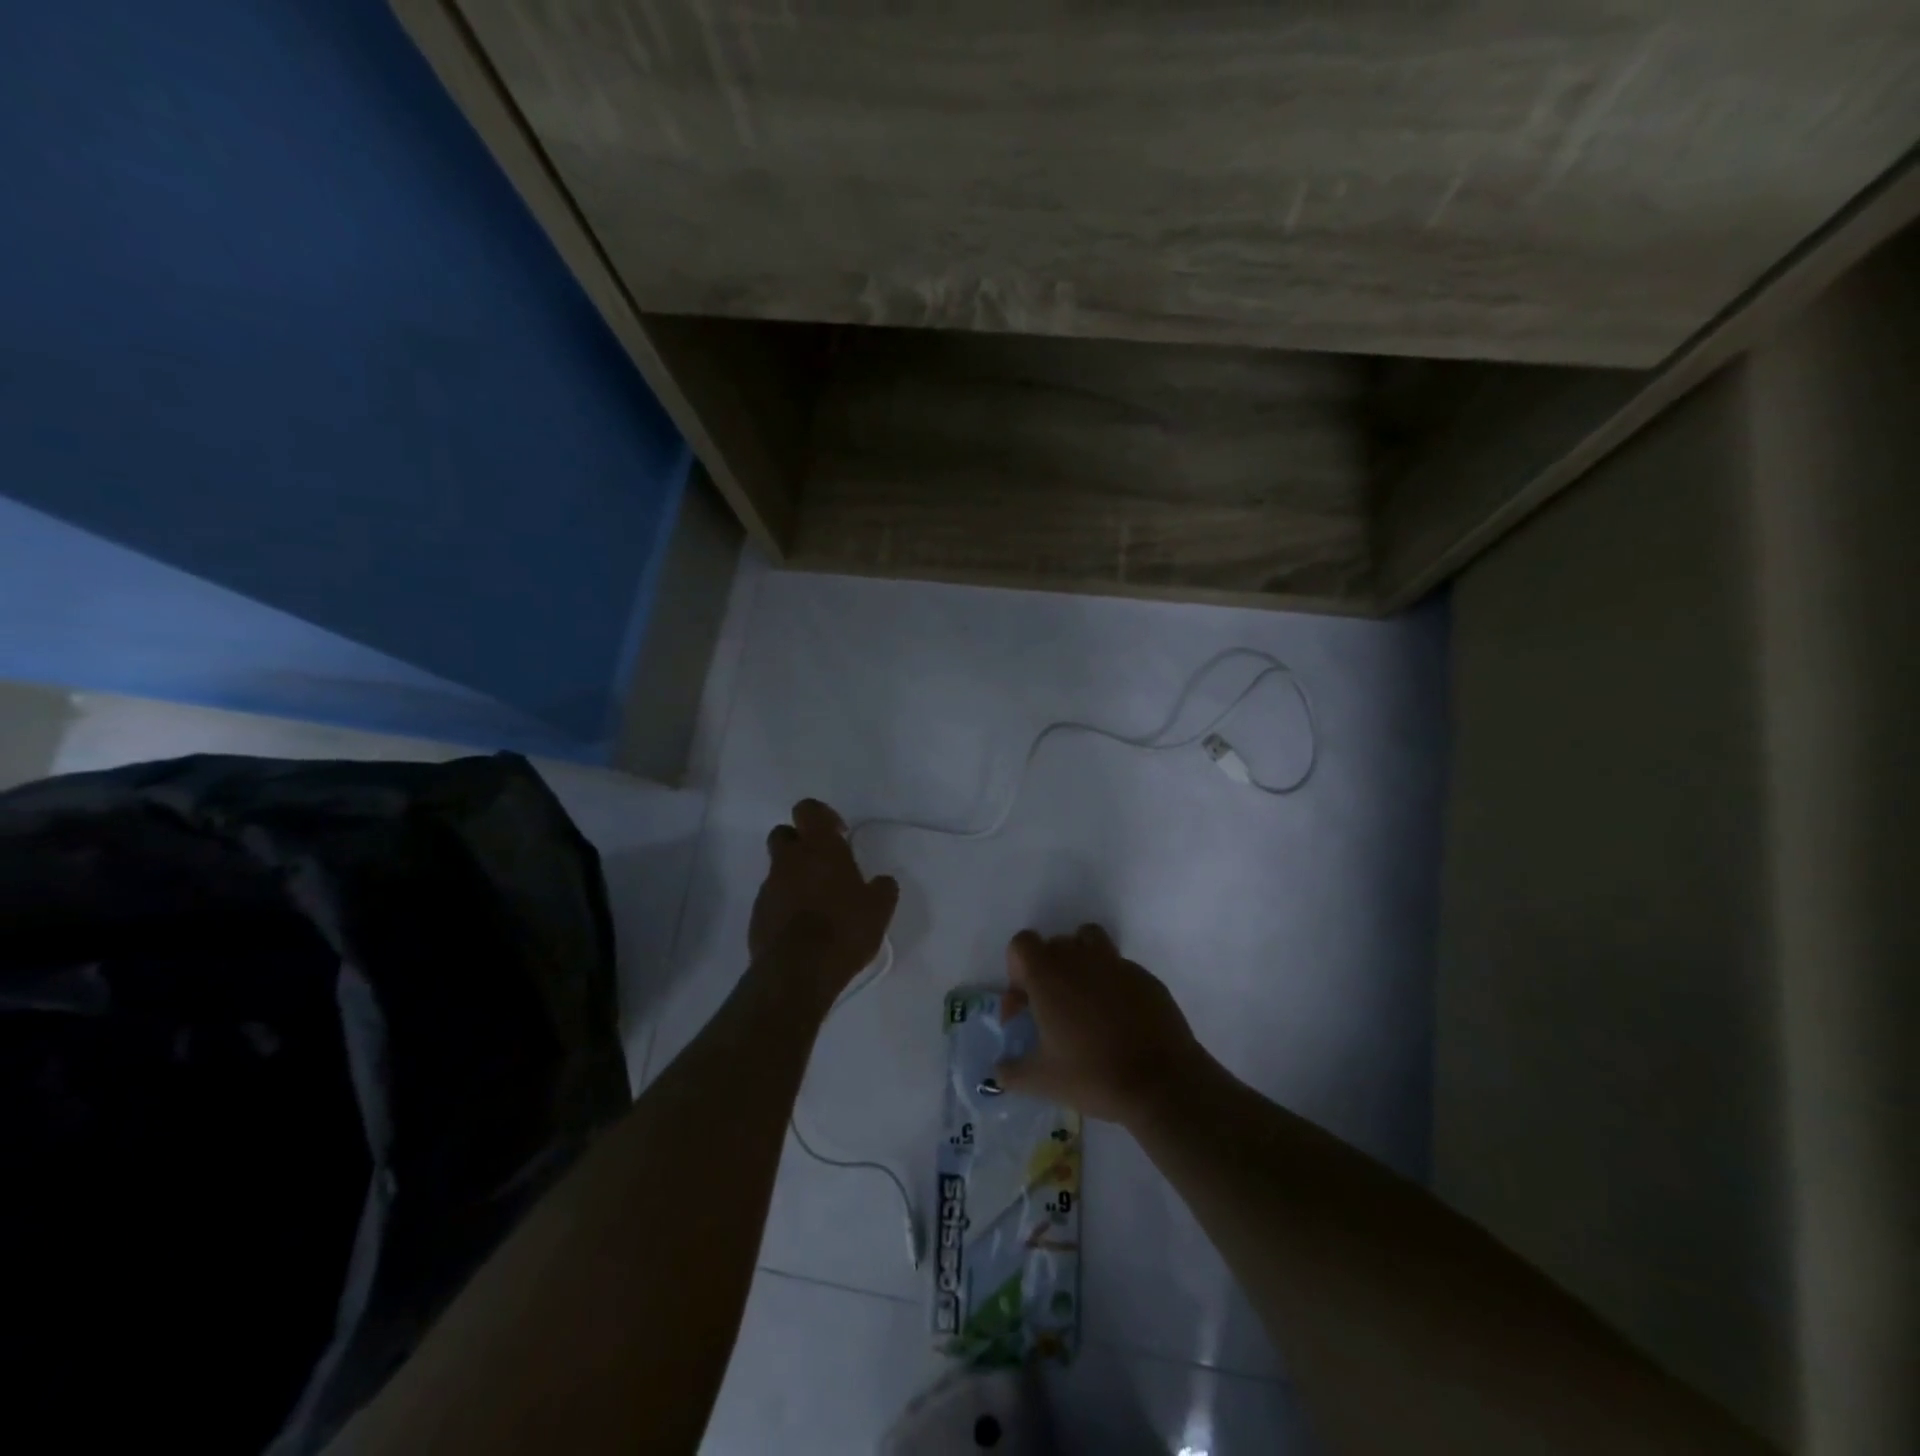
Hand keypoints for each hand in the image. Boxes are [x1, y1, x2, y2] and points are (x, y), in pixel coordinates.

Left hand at [749, 799, 898, 1005]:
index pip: (808, 809)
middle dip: (800, 843)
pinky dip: (785, 904)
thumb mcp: (879, 909)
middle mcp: (789, 860)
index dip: (822, 816)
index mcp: (819, 847)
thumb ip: (882, 889)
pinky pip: (772, 899)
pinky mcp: (757, 915)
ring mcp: (769, 887)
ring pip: (778, 868)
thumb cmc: (843, 929)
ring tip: (818, 903)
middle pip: (784, 833)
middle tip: (824, 865)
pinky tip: (804, 927)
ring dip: (794, 877)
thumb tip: (882, 882)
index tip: (839, 835)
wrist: (797, 972)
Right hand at [993, 925, 1210, 1124]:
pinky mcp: (1145, 977)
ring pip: (1088, 942)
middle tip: (1051, 1012)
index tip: (1026, 1005)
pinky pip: (1118, 968)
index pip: (1022, 943)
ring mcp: (1116, 964)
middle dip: (1046, 971)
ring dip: (1079, 963)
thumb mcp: (1042, 1081)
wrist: (1162, 1082)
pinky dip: (1111, 984)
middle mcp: (1080, 958)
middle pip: (1054, 944)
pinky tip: (1117, 1020)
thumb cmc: (1093, 1074)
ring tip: (1083, 1002)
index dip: (1016, 969)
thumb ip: (1012, 1071)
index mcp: (1049, 975)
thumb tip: (999, 1071)